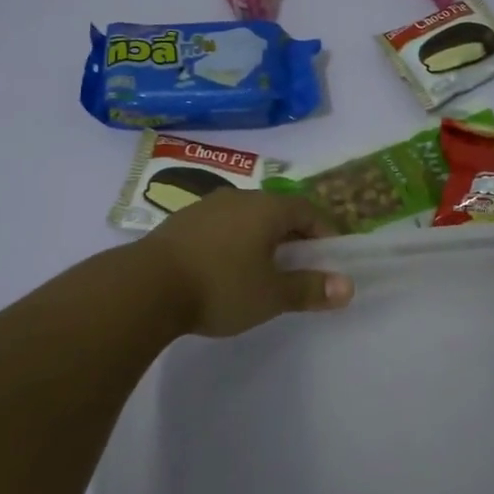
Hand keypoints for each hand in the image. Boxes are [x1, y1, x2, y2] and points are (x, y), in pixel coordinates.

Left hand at [138, 189, 354, 337]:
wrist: (146, 286)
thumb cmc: (220, 286)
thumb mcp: (271, 295)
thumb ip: (310, 289)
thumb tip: (347, 287)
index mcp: (267, 208)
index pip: (307, 210)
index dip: (324, 231)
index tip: (331, 257)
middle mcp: (239, 198)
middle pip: (277, 211)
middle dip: (293, 236)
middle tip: (300, 265)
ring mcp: (206, 206)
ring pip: (247, 217)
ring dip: (261, 238)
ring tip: (263, 268)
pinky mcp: (181, 221)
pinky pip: (221, 225)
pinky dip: (234, 241)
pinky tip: (225, 268)